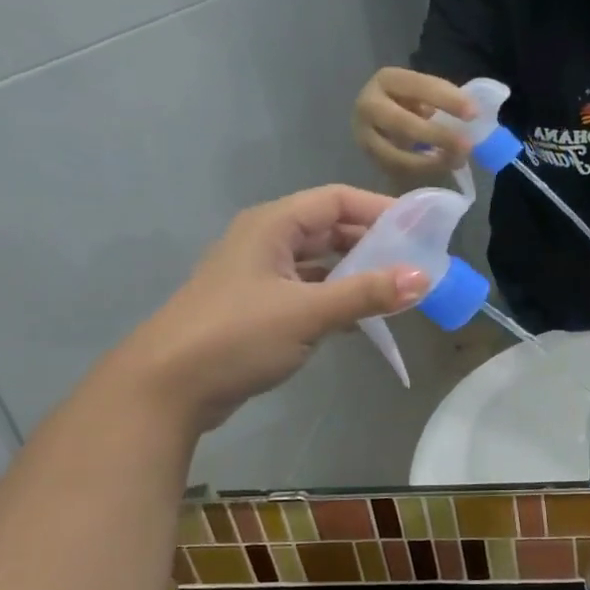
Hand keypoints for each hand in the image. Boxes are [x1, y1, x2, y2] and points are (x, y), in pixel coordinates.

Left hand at [115, 186, 426, 432]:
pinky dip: (337, 298)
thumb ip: (367, 294)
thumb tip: (424, 279)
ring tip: (398, 289)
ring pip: (320, 263)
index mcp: (273, 226)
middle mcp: (266, 242)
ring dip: (357, 273)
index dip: (380, 209)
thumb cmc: (236, 336)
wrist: (166, 389)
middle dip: (373, 243)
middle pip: (329, 229)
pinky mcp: (258, 309)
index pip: (336, 200)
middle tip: (416, 261)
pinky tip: (362, 318)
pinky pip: (309, 292)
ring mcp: (260, 276)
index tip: (421, 228)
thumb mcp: (308, 312)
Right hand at [353, 67, 477, 177]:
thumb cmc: (411, 102)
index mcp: (387, 80)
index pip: (418, 86)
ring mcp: (364, 135)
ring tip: (456, 161)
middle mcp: (369, 105)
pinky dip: (421, 171)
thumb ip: (444, 99)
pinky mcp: (369, 159)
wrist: (380, 118)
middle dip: (437, 136)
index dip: (447, 100)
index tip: (473, 114)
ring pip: (395, 155)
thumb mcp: (425, 93)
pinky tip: (441, 167)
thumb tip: (473, 115)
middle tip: (466, 146)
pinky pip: (396, 170)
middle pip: (402, 123)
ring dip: (430, 162)